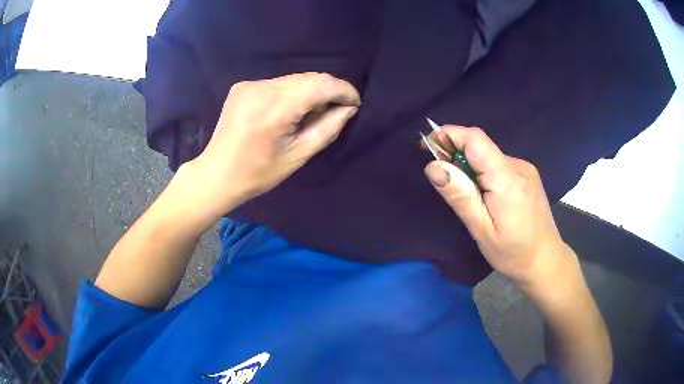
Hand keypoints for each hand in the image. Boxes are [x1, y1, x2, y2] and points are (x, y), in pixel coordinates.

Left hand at [188, 73, 359, 212]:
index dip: (343, 90)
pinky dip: (292, 92)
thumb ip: (327, 129)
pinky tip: (290, 110)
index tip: (355, 102)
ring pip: (293, 79)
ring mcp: (249, 85)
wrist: (217, 174)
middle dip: (328, 91)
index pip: (320, 85)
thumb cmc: (258, 173)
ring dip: (310, 91)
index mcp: (274, 109)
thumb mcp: (298, 156)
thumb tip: (348, 109)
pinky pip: (278, 83)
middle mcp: (260, 88)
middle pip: (308, 78)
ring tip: (313, 112)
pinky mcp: (243, 86)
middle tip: (337, 110)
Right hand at [424, 126, 571, 286]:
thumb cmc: (512, 252)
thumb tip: (433, 166)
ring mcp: (525, 168)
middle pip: (481, 145)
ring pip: (489, 154)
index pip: (475, 139)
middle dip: (455, 151)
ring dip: (470, 164)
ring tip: (463, 191)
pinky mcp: (528, 174)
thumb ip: (460, 196)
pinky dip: (483, 170)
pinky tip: (484, 194)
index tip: (427, 146)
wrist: (545, 260)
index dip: (449, 134)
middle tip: (440, 175)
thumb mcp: (481, 230)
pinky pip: (499, 163)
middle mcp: (518, 165)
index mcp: (507, 179)